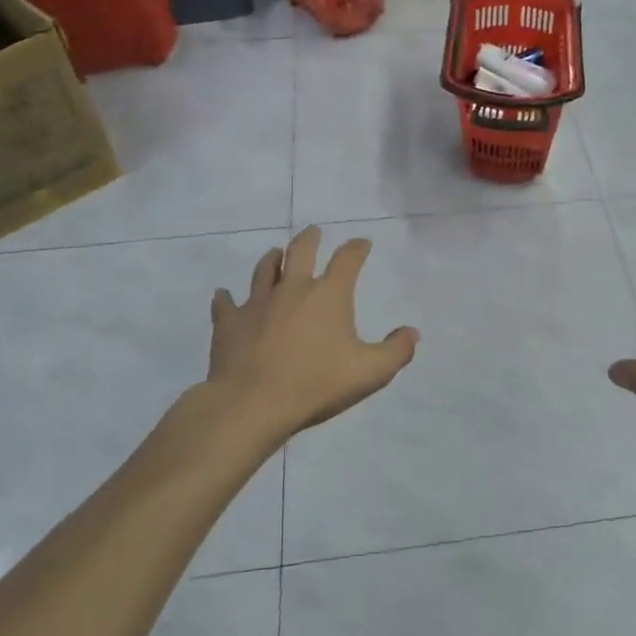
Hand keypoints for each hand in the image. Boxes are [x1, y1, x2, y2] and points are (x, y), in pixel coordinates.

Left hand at [207, 226, 419, 442]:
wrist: (252, 403)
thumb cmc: (316, 384)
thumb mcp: (370, 372)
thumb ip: (397, 351)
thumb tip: (412, 332)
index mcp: (329, 294)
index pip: (347, 259)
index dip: (357, 248)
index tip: (362, 243)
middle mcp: (293, 289)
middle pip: (301, 251)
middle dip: (310, 238)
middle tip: (313, 232)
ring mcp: (257, 303)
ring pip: (264, 269)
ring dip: (273, 259)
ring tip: (276, 254)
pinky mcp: (229, 323)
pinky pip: (226, 304)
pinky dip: (226, 298)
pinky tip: (223, 295)